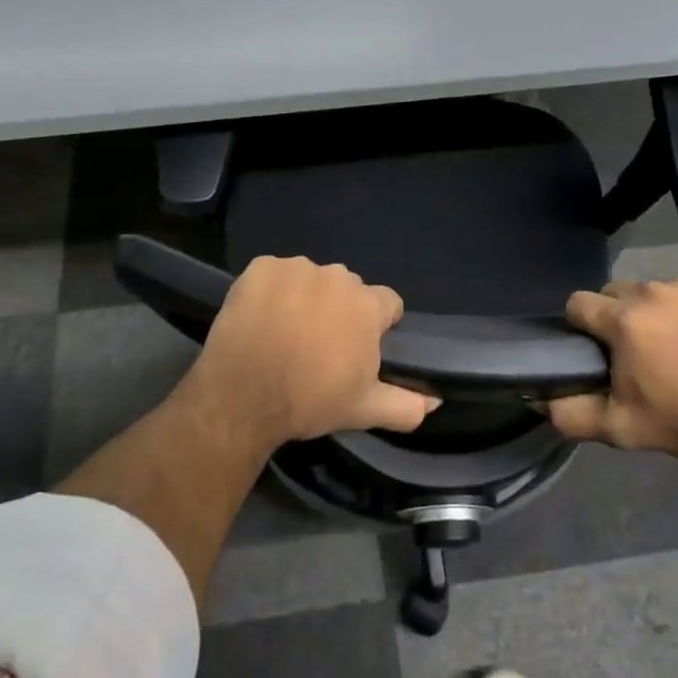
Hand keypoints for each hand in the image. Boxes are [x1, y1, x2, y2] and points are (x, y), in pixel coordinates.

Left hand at [181, 255, 438, 452]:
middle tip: (318, 344)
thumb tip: (436, 398)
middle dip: (340, 310)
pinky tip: (261, 318)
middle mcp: (336, 276)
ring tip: (285, 332)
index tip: (358, 347)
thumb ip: (407, 404)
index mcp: (366, 305)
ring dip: (305, 297)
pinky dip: (271, 290)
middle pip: (347, 288)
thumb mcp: (364, 410)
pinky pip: (275, 273)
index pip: (387, 303)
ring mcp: (295, 268)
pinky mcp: (260, 267)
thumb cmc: (308, 401)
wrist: (241, 398)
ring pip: (311, 278)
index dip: (377, 325)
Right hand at [546, 269, 677, 459]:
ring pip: (655, 289)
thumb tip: (540, 399)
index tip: (597, 348)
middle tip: (640, 350)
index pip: (578, 303)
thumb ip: (573, 414)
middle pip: (616, 292)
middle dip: (620, 316)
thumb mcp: (623, 428)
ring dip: (658, 310)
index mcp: (621, 320)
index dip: (582, 325)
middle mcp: (650, 290)